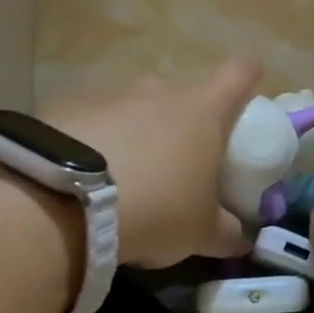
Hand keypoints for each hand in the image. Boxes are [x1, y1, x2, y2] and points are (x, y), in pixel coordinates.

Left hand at [42, 58, 262, 267]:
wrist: (64, 201)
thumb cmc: (156, 207)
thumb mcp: (200, 232)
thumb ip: (226, 231)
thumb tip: (241, 239)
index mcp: (203, 110)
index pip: (239, 73)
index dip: (248, 75)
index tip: (249, 85)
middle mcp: (160, 91)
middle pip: (182, 95)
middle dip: (182, 123)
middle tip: (177, 164)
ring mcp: (111, 95)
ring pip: (134, 108)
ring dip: (136, 134)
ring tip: (123, 179)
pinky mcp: (66, 106)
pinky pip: (91, 122)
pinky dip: (93, 142)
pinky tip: (81, 178)